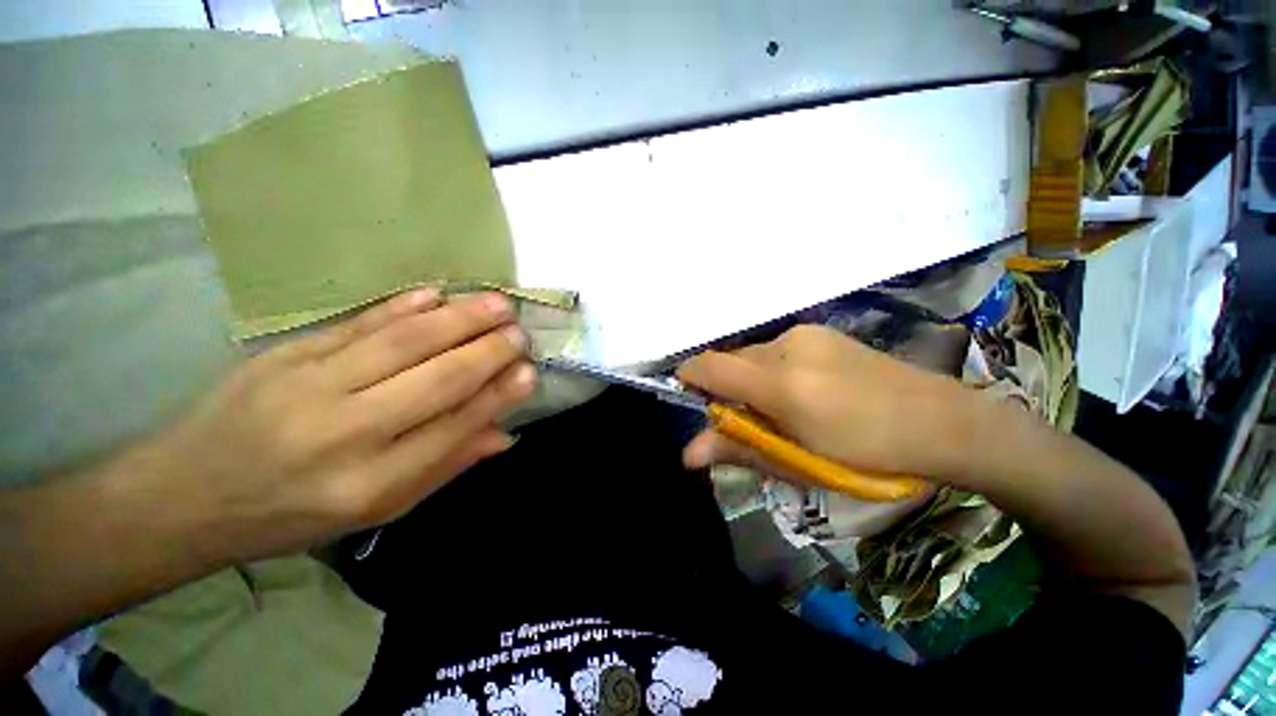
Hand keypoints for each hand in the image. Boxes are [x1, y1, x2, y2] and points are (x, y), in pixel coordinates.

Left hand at [143, 289, 534, 563]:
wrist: (186, 495)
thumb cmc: (292, 515)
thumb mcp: (377, 510)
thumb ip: (444, 466)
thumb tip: (503, 434)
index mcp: (369, 483)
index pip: (454, 427)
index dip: (497, 396)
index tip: (528, 372)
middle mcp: (345, 433)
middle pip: (437, 379)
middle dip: (489, 351)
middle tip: (521, 333)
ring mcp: (309, 386)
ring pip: (404, 342)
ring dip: (459, 319)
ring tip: (498, 304)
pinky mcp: (285, 354)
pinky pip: (357, 324)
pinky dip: (402, 306)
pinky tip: (436, 294)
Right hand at [676, 325, 973, 485]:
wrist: (942, 421)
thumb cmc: (867, 457)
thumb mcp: (798, 463)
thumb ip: (738, 449)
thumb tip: (688, 453)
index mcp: (780, 384)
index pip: (708, 366)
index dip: (688, 379)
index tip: (692, 401)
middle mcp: (786, 347)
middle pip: (728, 361)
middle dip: (725, 389)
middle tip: (749, 422)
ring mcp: (805, 334)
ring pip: (751, 355)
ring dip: (749, 381)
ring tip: (782, 409)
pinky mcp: (819, 332)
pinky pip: (774, 350)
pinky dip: (770, 370)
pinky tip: (803, 391)